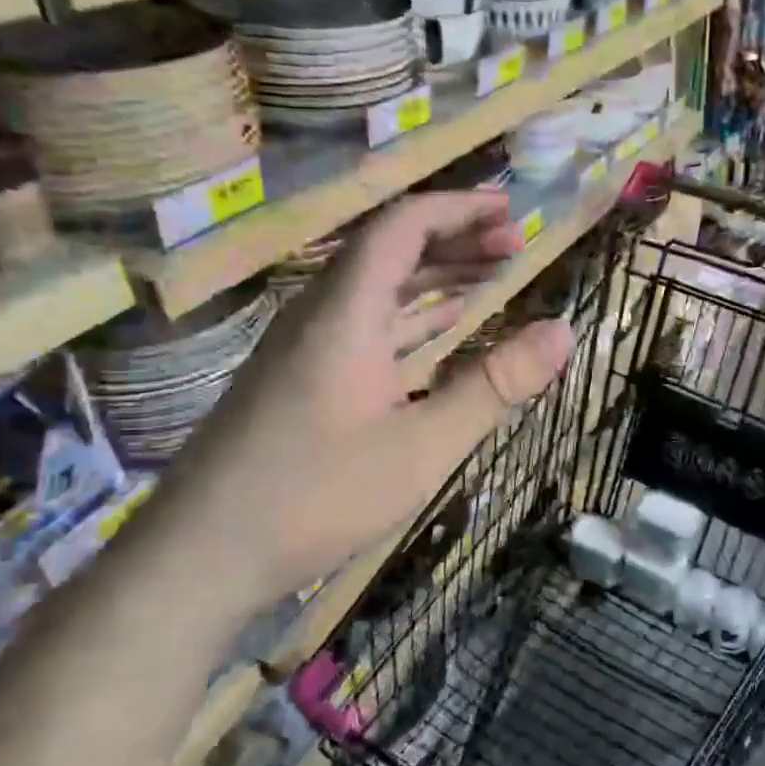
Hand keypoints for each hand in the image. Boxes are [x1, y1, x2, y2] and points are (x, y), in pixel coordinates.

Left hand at [163, 191, 572, 610]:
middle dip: (455, 239)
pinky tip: (440, 331)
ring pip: (377, 290)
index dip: (459, 209)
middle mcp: (321, 315)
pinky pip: (365, 326)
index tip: (511, 212)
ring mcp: (306, 348)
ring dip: (434, 277)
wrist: (201, 556)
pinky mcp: (301, 380)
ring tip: (490, 276)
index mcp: (346, 314)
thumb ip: (494, 385)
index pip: (402, 227)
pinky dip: (411, 317)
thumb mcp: (423, 447)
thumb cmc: (316, 496)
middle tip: (514, 246)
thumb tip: (563, 332)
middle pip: (390, 251)